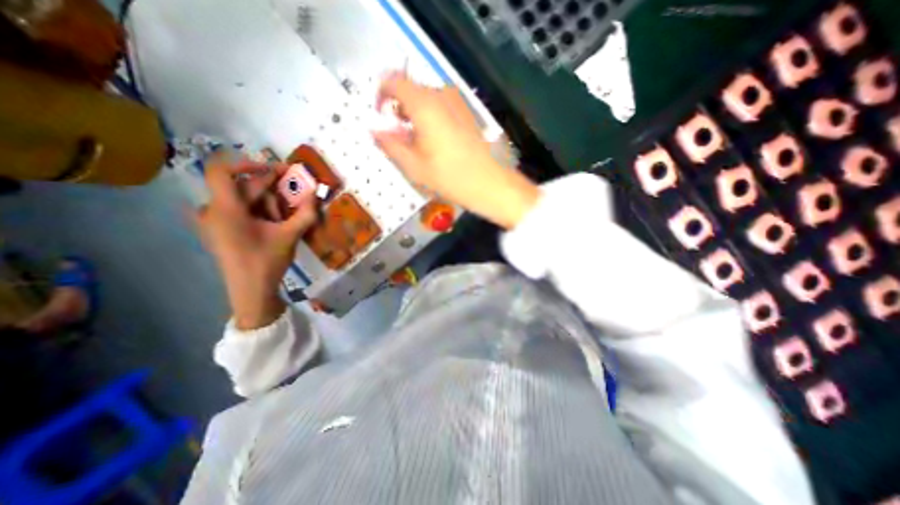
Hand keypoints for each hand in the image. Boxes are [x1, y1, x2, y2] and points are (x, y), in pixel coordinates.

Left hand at [195, 157, 316, 331]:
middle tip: (296, 195)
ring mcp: (214, 222)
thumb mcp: (290, 236)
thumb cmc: (267, 261)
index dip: (247, 164)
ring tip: (286, 216)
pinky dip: (258, 211)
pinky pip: (239, 211)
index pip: (221, 170)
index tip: (274, 170)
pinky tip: (274, 223)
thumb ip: (305, 213)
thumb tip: (316, 194)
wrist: (251, 291)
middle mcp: (214, 211)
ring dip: (267, 203)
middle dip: (271, 190)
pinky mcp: (220, 231)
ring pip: (242, 200)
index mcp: (225, 209)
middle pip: (242, 188)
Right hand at [370, 74, 537, 229]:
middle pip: (411, 89)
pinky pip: (441, 106)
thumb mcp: (414, 166)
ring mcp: (458, 103)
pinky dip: (431, 118)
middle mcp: (441, 95)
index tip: (381, 117)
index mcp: (424, 104)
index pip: (393, 81)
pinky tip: (435, 142)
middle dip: (399, 108)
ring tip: (417, 142)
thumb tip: (376, 131)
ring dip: (415, 114)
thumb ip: (390, 144)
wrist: (489, 184)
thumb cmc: (450, 177)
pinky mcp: (468, 113)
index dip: (381, 95)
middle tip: (399, 136)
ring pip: (427, 98)